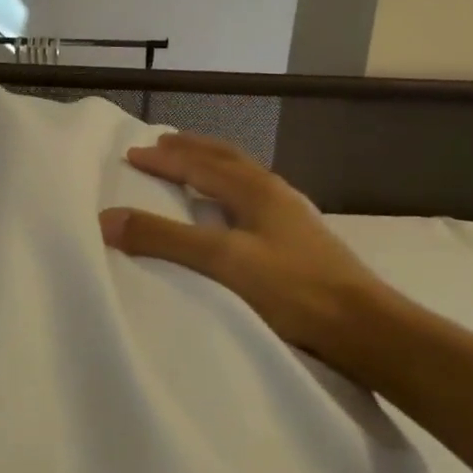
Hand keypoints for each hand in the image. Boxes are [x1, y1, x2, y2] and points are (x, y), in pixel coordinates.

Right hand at [99, 132, 390, 365]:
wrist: (366, 329)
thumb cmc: (293, 289)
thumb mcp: (223, 260)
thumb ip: (165, 239)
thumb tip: (106, 219)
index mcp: (255, 190)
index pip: (199, 164)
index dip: (164, 158)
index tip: (131, 153)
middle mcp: (274, 194)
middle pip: (227, 159)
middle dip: (192, 149)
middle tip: (163, 143)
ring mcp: (291, 217)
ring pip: (243, 178)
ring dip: (213, 167)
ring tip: (193, 168)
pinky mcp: (299, 242)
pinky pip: (253, 201)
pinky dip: (229, 192)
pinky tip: (231, 213)